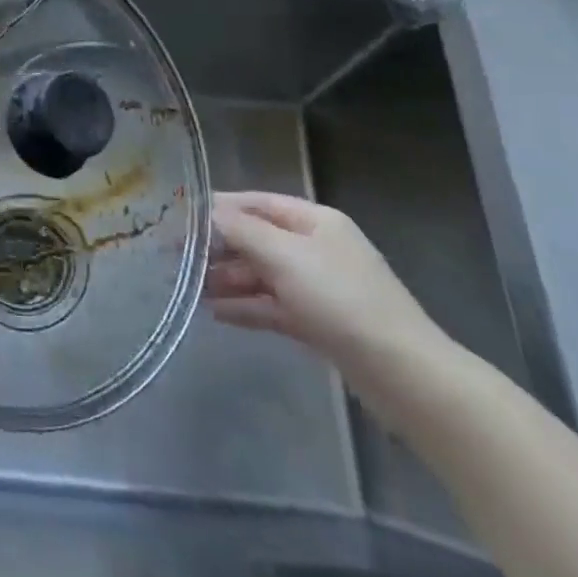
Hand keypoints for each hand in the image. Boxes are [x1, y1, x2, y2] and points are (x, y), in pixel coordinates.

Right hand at [204, 192, 449, 395]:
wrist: (401, 372)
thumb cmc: (340, 299)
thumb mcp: (285, 256)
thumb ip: (242, 231)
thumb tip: (207, 211)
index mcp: (314, 221)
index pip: (257, 203)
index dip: (219, 208)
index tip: (180, 217)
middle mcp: (315, 248)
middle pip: (257, 240)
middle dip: (219, 248)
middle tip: (176, 258)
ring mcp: (318, 287)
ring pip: (262, 275)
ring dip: (227, 280)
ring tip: (189, 289)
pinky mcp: (318, 322)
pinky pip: (273, 306)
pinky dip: (246, 307)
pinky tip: (216, 313)